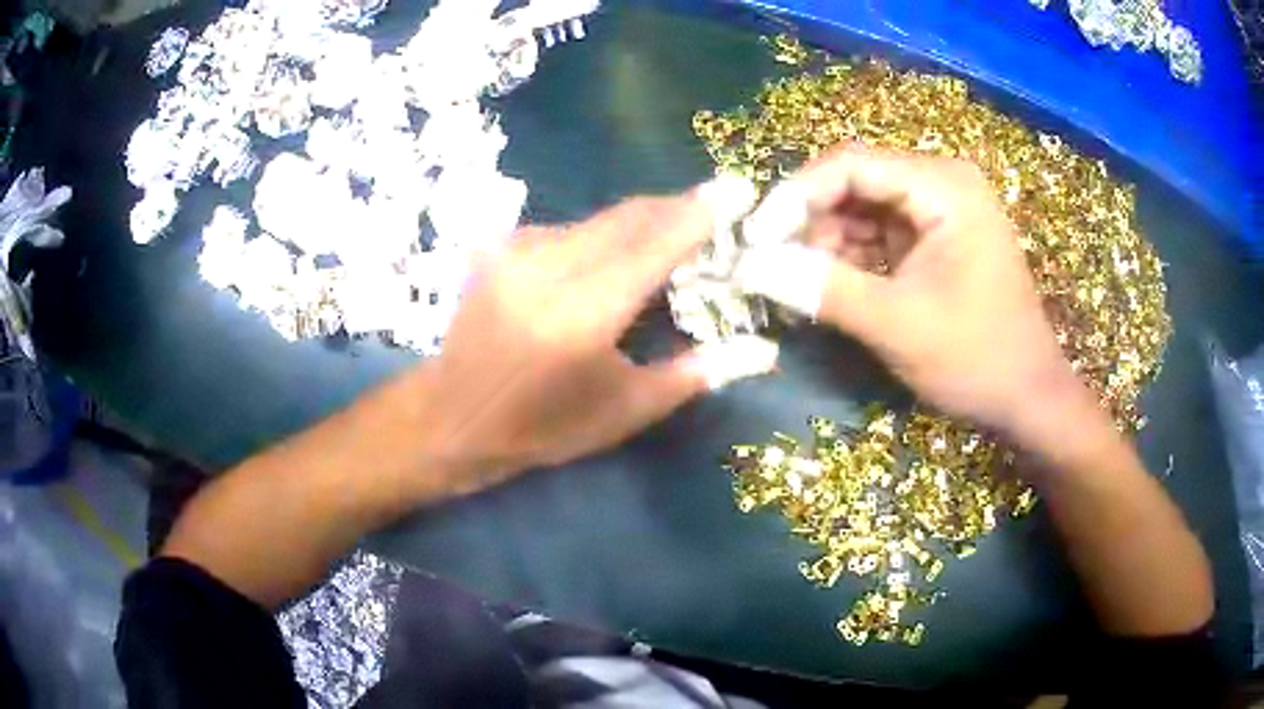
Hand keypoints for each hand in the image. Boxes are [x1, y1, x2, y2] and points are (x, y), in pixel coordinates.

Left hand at [415, 182, 778, 493]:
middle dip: (678, 209)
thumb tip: (762, 350)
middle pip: (629, 217)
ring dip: (641, 223)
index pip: (656, 245)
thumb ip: (697, 371)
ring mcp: (517, 251)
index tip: (740, 187)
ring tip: (670, 240)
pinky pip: (569, 229)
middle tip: (716, 212)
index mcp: (584, 314)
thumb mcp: (627, 410)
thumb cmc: (545, 427)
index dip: (702, 212)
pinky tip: (610, 259)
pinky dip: (601, 236)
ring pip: (599, 219)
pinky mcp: (500, 248)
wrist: (452, 417)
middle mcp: (547, 268)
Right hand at [738, 146, 1097, 444]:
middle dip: (806, 221)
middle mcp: (940, 184)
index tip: (753, 239)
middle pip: (853, 183)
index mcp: (943, 186)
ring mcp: (937, 212)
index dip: (794, 196)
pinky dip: (845, 259)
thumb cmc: (977, 357)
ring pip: (859, 210)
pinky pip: (875, 236)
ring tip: (787, 282)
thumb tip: (748, 266)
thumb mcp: (898, 324)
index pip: (851, 165)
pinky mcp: (931, 241)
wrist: (1027, 397)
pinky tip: (819, 286)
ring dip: (822, 243)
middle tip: (763, 264)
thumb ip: (822, 288)